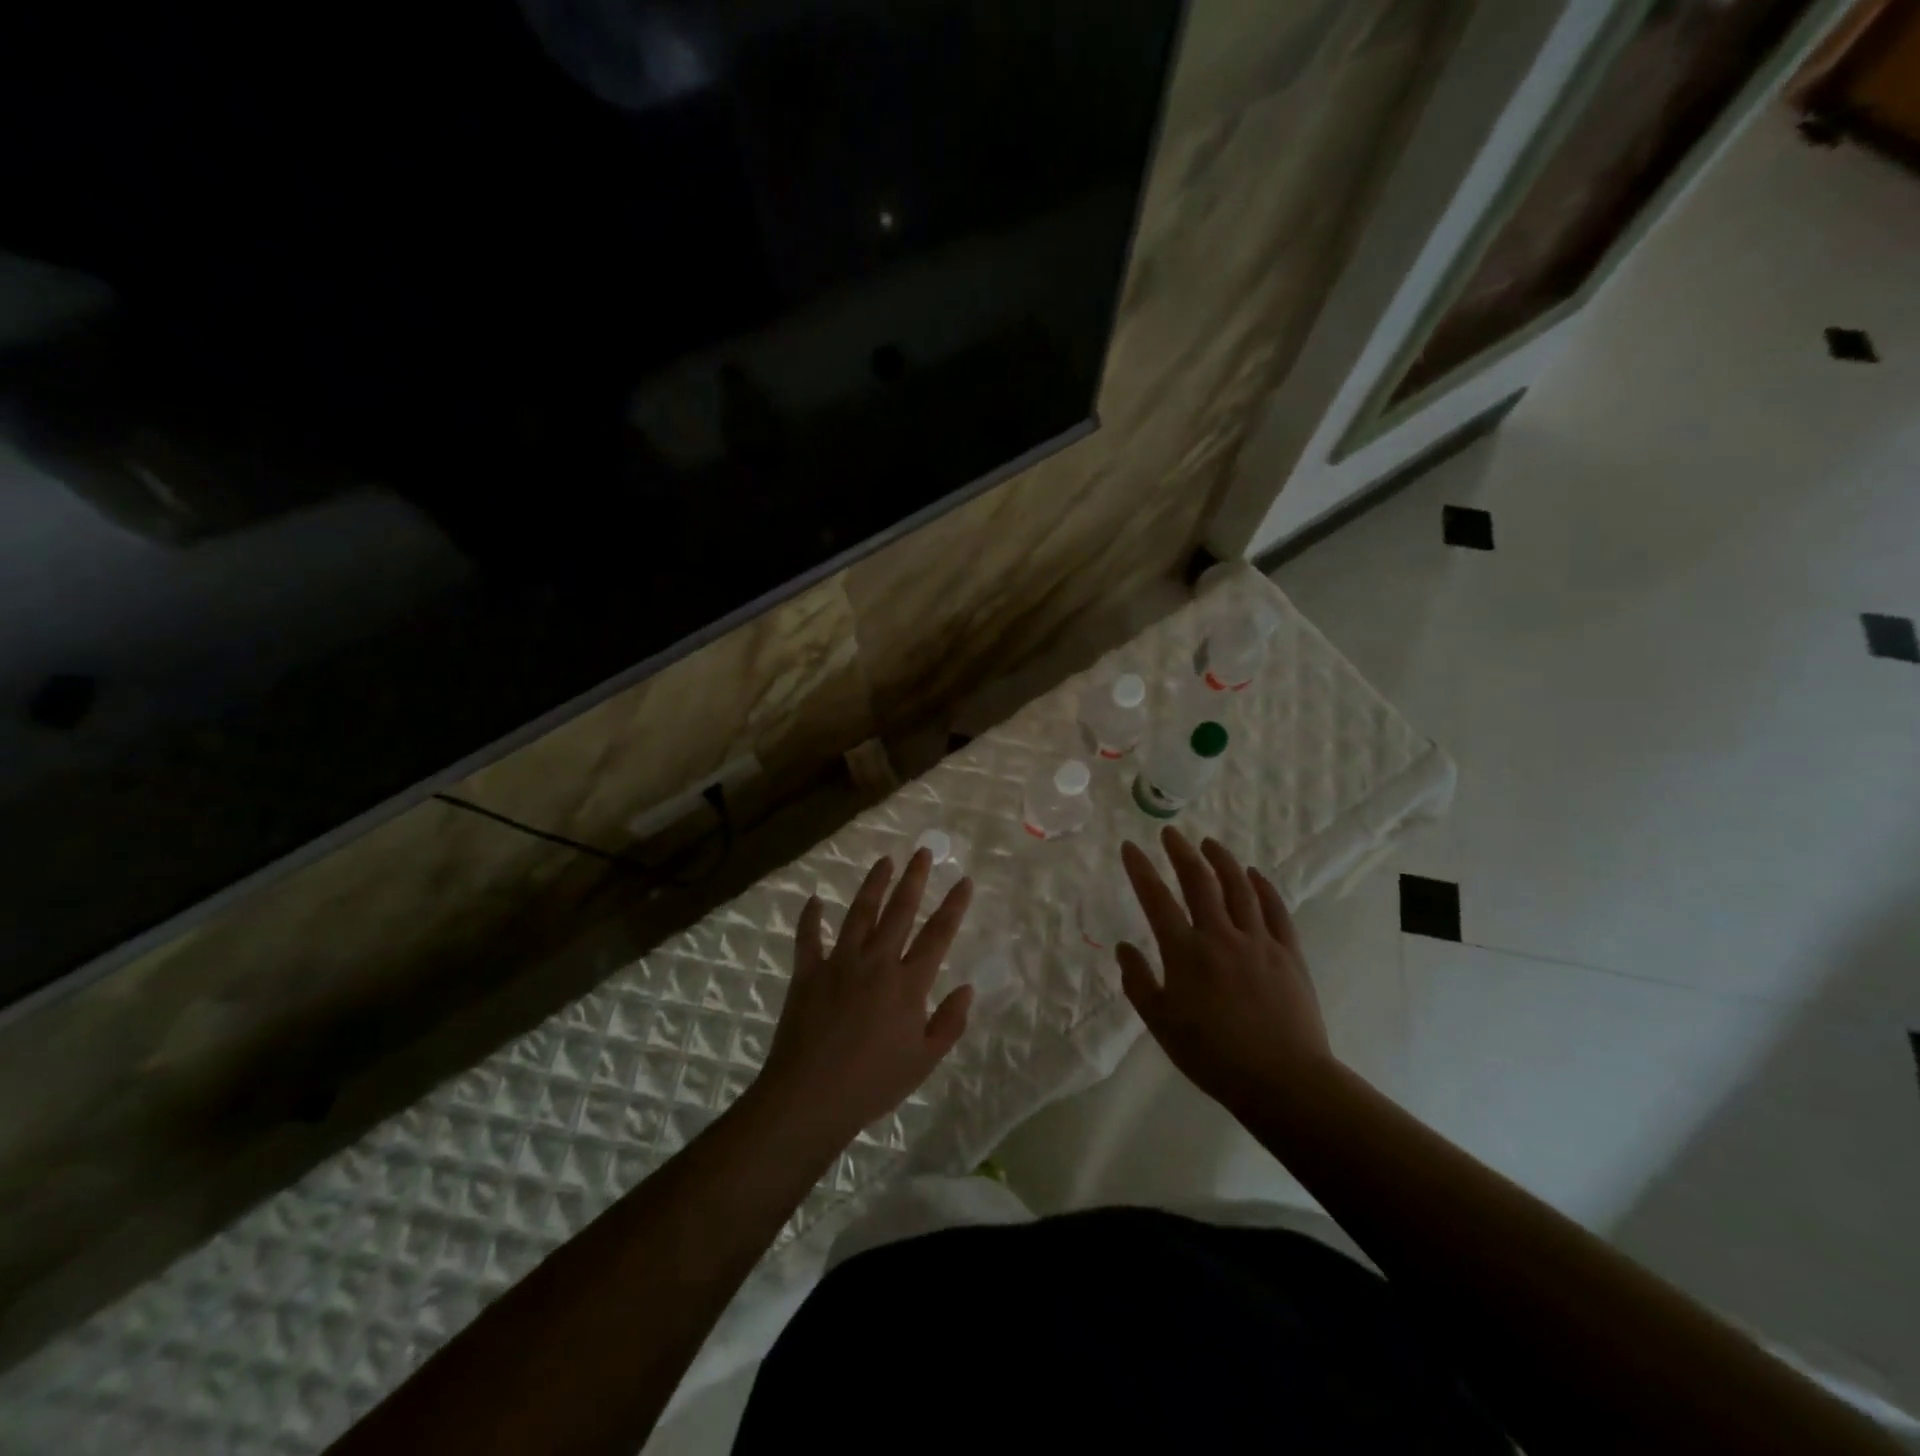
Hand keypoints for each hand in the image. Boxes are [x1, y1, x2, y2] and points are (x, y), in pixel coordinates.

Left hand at [757, 849, 973, 1147]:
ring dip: (873, 885)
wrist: (811, 1097)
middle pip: (899, 911)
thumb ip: (949, 1022)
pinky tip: (814, 899)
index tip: (964, 880)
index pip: (938, 935)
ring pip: (859, 914)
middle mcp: (876, 962)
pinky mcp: (807, 973)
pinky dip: (810, 918)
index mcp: (908, 984)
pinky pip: (808, 938)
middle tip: (922, 852)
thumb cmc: (873, 1084)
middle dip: (914, 879)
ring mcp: (839, 963)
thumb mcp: (924, 1061)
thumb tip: (967, 988)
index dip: (953, 906)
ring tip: (884, 861)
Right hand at [1118, 828, 1333, 1116]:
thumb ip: (1139, 983)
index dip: (1141, 869)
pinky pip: (1276, 910)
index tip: (1130, 846)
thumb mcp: (1162, 1025)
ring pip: (1239, 887)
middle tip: (1170, 833)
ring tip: (1209, 843)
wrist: (1282, 1081)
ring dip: (1222, 860)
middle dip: (1181, 852)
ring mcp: (1258, 941)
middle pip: (1199, 881)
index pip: (1156, 899)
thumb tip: (1124, 948)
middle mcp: (1220, 936)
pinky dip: (1263, 887)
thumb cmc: (1213, 1057)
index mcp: (1185, 953)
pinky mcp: (1288, 953)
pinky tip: (1254, 874)